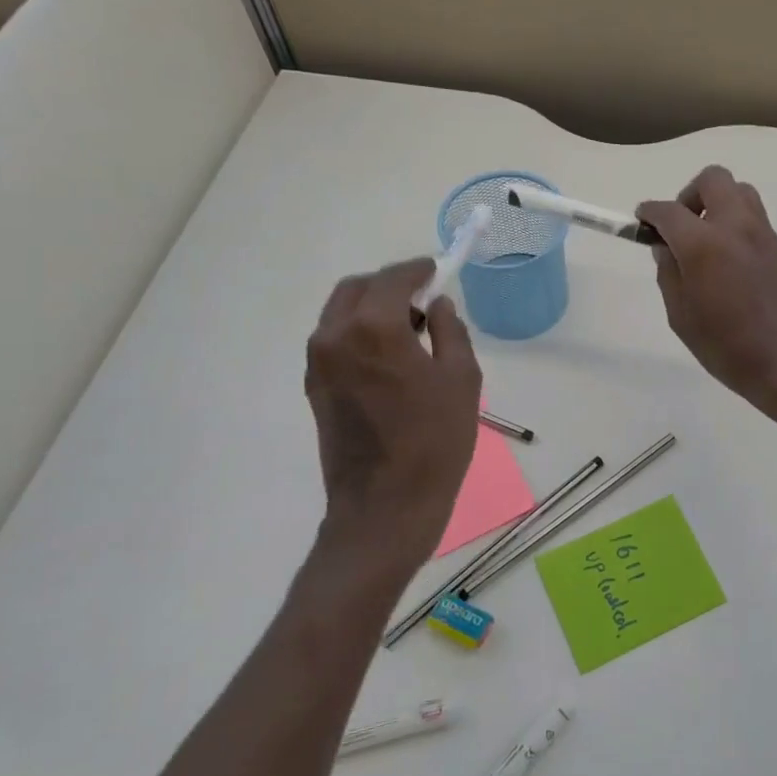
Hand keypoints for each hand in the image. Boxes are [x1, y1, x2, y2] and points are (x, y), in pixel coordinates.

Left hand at [303, 258, 481, 578]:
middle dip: (389, 284)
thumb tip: (436, 306)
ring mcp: (318, 363)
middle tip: (422, 299)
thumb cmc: (434, 441)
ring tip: (409, 330)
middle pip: (357, 289)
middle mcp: (335, 336)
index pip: (393, 278)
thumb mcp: (461, 379)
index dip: (417, 269)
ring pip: (340, 313)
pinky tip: (388, 356)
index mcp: (373, 328)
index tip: (436, 270)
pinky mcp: (314, 387)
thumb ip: (450, 330)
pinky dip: (358, 332)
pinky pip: (334, 340)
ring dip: (371, 308)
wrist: (385, 506)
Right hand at [637, 167, 776, 423]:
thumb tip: (666, 248)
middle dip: (688, 195)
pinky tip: (727, 262)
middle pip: (712, 180)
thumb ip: (670, 275)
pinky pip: (753, 218)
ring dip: (716, 204)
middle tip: (679, 229)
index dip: (649, 212)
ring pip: (739, 192)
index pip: (669, 211)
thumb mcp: (682, 318)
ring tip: (704, 242)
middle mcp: (737, 228)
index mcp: (705, 245)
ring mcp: (764, 235)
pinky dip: (734, 224)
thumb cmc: (730, 349)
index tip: (641, 221)